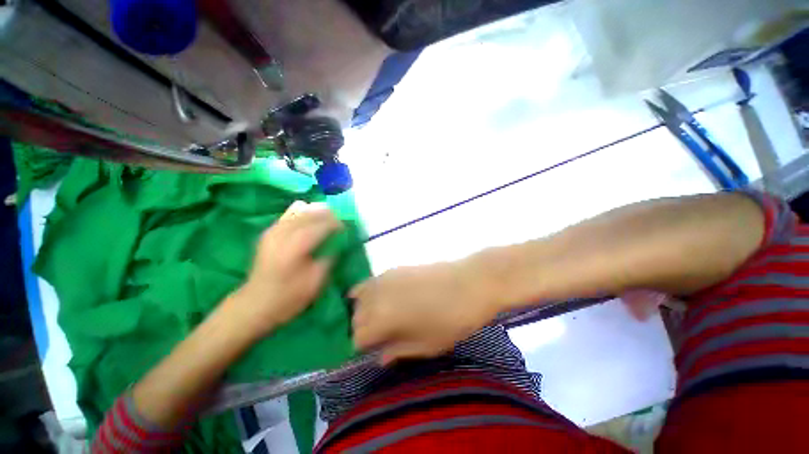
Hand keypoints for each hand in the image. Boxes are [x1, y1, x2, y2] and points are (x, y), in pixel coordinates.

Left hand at [230, 202, 341, 338]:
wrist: (256, 303)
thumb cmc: (289, 296)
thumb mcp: (316, 281)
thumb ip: (329, 257)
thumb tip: (338, 242)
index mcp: (295, 247)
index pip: (320, 226)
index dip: (336, 224)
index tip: (347, 226)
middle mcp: (283, 234)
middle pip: (310, 215)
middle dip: (327, 215)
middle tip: (340, 220)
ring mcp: (274, 231)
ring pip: (299, 212)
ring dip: (315, 212)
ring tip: (329, 215)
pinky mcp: (269, 233)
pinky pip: (288, 216)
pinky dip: (302, 213)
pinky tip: (309, 216)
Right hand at [351, 261, 496, 364]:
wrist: (470, 283)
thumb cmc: (451, 319)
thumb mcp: (427, 345)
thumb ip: (398, 351)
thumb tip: (380, 357)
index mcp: (381, 318)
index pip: (357, 337)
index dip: (364, 348)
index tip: (374, 351)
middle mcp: (376, 295)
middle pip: (356, 316)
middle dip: (363, 329)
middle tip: (379, 336)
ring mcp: (384, 277)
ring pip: (359, 297)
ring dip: (364, 309)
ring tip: (380, 316)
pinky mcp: (394, 268)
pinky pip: (371, 282)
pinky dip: (370, 292)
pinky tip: (384, 297)